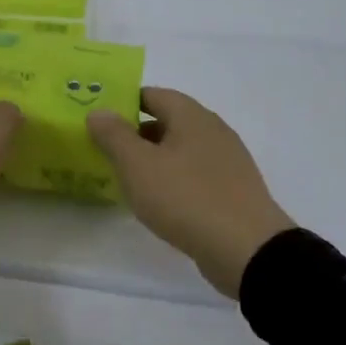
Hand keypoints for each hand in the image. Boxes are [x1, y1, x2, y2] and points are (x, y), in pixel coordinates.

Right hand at [87, 88, 295, 298]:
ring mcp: (227, 160)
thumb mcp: (138, 165)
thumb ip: (114, 135)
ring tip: (128, 178)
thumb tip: (99, 110)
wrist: (247, 250)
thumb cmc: (186, 198)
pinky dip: (174, 179)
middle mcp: (213, 129)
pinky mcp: (233, 189)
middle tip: (107, 150)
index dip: (124, 102)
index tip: (99, 119)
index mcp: (191, 115)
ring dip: (155, 158)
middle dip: (137, 132)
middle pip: (168, 121)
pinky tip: (160, 201)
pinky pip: (196, 173)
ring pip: (182, 149)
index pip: (152, 94)